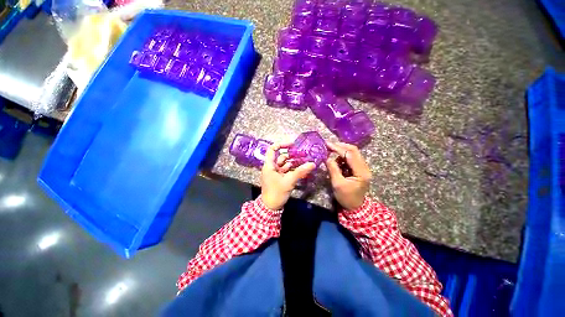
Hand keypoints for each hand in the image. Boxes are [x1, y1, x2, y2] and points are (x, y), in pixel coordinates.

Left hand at [261, 143, 315, 209]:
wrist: (270, 207)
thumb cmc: (276, 193)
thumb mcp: (289, 181)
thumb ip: (300, 172)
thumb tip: (312, 164)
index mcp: (269, 165)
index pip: (272, 149)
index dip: (281, 144)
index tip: (293, 145)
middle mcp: (272, 167)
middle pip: (281, 157)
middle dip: (293, 155)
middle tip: (305, 154)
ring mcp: (276, 173)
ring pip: (285, 164)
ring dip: (295, 162)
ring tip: (306, 160)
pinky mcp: (280, 178)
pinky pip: (287, 170)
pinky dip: (294, 169)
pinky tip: (303, 169)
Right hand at [325, 142, 371, 210]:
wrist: (355, 207)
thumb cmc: (346, 197)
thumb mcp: (337, 184)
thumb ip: (333, 169)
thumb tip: (327, 158)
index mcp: (361, 172)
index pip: (350, 154)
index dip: (338, 148)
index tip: (327, 144)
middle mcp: (364, 167)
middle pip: (353, 151)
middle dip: (340, 147)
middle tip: (328, 146)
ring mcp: (362, 168)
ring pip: (352, 154)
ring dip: (341, 152)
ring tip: (330, 154)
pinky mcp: (358, 169)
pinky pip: (350, 159)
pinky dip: (342, 158)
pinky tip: (335, 161)